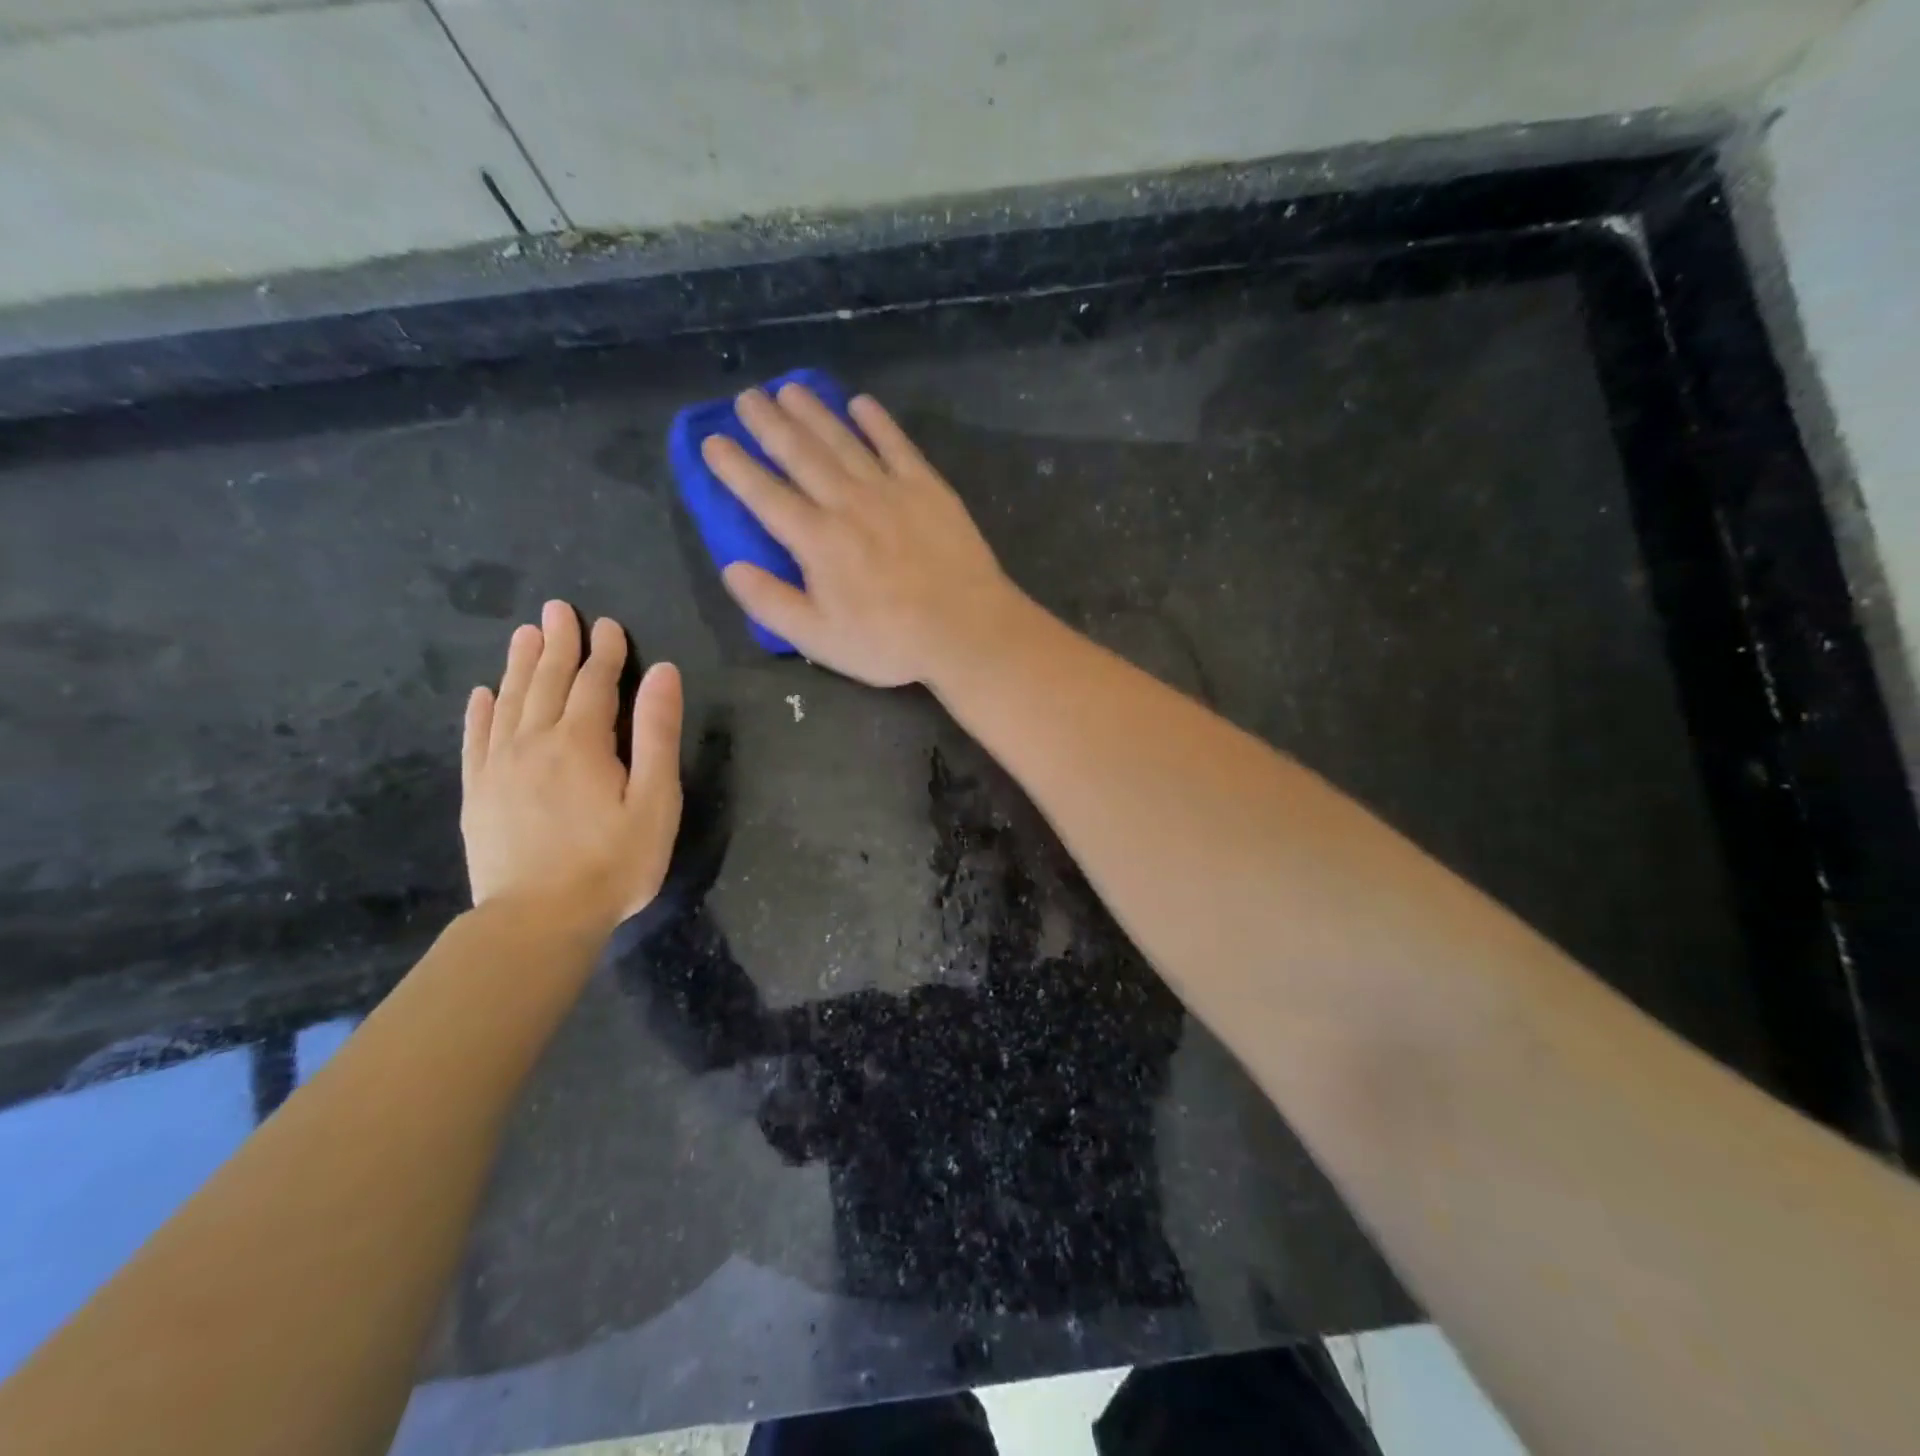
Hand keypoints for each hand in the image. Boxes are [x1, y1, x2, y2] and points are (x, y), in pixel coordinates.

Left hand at [461, 600, 682, 933]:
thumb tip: (662, 674)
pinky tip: (483, 693)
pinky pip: (476, 739)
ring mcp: (498, 767)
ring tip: (525, 634)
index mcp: (582, 742)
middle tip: (557, 609)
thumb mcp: (655, 800)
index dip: (605, 652)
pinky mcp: (478, 793)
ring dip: (520, 664)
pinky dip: (481, 711)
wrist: (538, 920)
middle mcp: (534, 742)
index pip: (595, 683)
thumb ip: (657, 734)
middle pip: (548, 681)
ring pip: (509, 701)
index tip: (609, 624)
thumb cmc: (613, 862)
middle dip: (558, 643)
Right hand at [701, 384, 1027, 687]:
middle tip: (747, 396)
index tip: (712, 441)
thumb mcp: (819, 639)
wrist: (966, 630)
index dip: (735, 467)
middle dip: (769, 424)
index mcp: (817, 540)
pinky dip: (877, 422)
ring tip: (789, 389)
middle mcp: (848, 503)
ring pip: (843, 441)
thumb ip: (771, 603)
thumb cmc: (890, 643)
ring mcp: (890, 490)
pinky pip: (897, 445)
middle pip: (801, 454)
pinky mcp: (928, 488)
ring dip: (814, 412)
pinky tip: (860, 403)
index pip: (765, 495)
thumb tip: (731, 567)